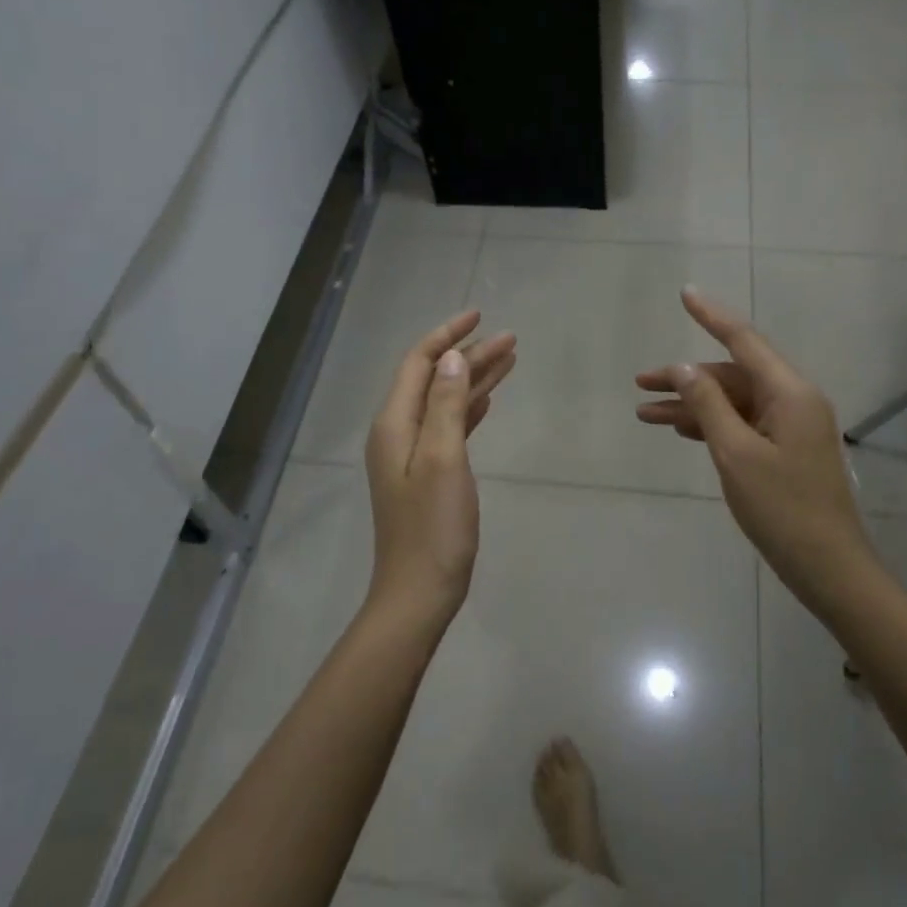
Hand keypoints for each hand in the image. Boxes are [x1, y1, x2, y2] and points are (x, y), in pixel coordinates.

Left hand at [365, 311, 515, 631]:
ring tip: (510, 359)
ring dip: (474, 379)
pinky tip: (489, 399)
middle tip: (511, 340)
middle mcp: (398, 431)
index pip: (418, 363)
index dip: (447, 335)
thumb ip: (445, 404)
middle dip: (469, 355)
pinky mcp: (427, 473)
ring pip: (445, 401)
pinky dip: (470, 408)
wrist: (419, 591)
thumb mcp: (443, 458)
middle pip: (434, 378)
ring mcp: (412, 454)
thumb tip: (451, 356)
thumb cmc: (433, 526)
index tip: (480, 315)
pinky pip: (450, 426)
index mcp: (395, 424)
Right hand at [636, 289, 873, 615]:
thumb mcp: (736, 454)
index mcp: (790, 393)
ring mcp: (791, 427)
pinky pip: (743, 425)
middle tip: (640, 384)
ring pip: (733, 402)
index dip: (711, 316)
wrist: (829, 568)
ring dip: (693, 406)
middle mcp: (794, 401)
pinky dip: (712, 425)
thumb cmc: (783, 509)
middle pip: (733, 375)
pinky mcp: (785, 451)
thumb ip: (708, 405)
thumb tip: (684, 367)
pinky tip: (682, 431)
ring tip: (646, 414)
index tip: (685, 294)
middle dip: (686, 378)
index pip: (744, 341)